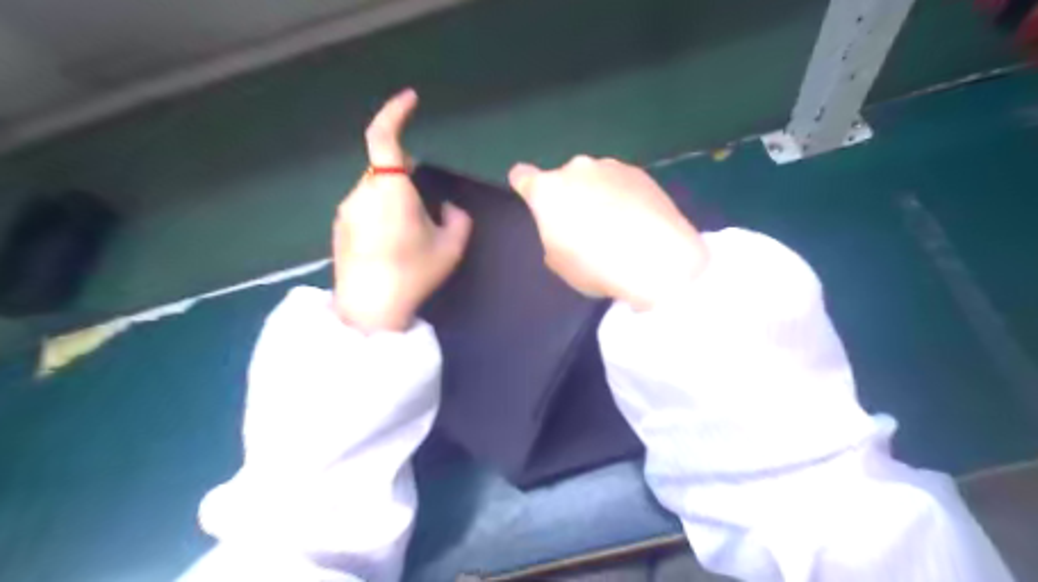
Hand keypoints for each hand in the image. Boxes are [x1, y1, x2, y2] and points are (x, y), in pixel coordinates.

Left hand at [333, 86, 474, 331]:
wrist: (370, 309)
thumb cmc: (413, 273)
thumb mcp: (450, 248)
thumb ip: (458, 219)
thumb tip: (448, 208)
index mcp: (390, 190)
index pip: (384, 137)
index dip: (395, 112)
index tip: (411, 100)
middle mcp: (362, 192)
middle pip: (384, 168)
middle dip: (405, 176)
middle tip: (426, 205)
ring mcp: (346, 211)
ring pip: (374, 189)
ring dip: (393, 198)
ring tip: (410, 234)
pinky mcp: (339, 228)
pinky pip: (364, 207)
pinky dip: (380, 212)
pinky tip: (391, 244)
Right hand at [509, 155, 704, 309]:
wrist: (658, 259)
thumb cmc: (596, 265)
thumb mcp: (559, 263)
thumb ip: (553, 238)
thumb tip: (565, 232)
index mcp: (548, 190)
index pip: (522, 176)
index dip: (524, 185)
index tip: (529, 195)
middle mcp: (577, 169)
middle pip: (564, 179)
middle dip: (570, 197)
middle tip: (584, 226)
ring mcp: (611, 167)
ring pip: (595, 179)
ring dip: (598, 195)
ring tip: (616, 228)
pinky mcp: (641, 173)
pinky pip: (622, 184)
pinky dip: (623, 198)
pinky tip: (637, 223)